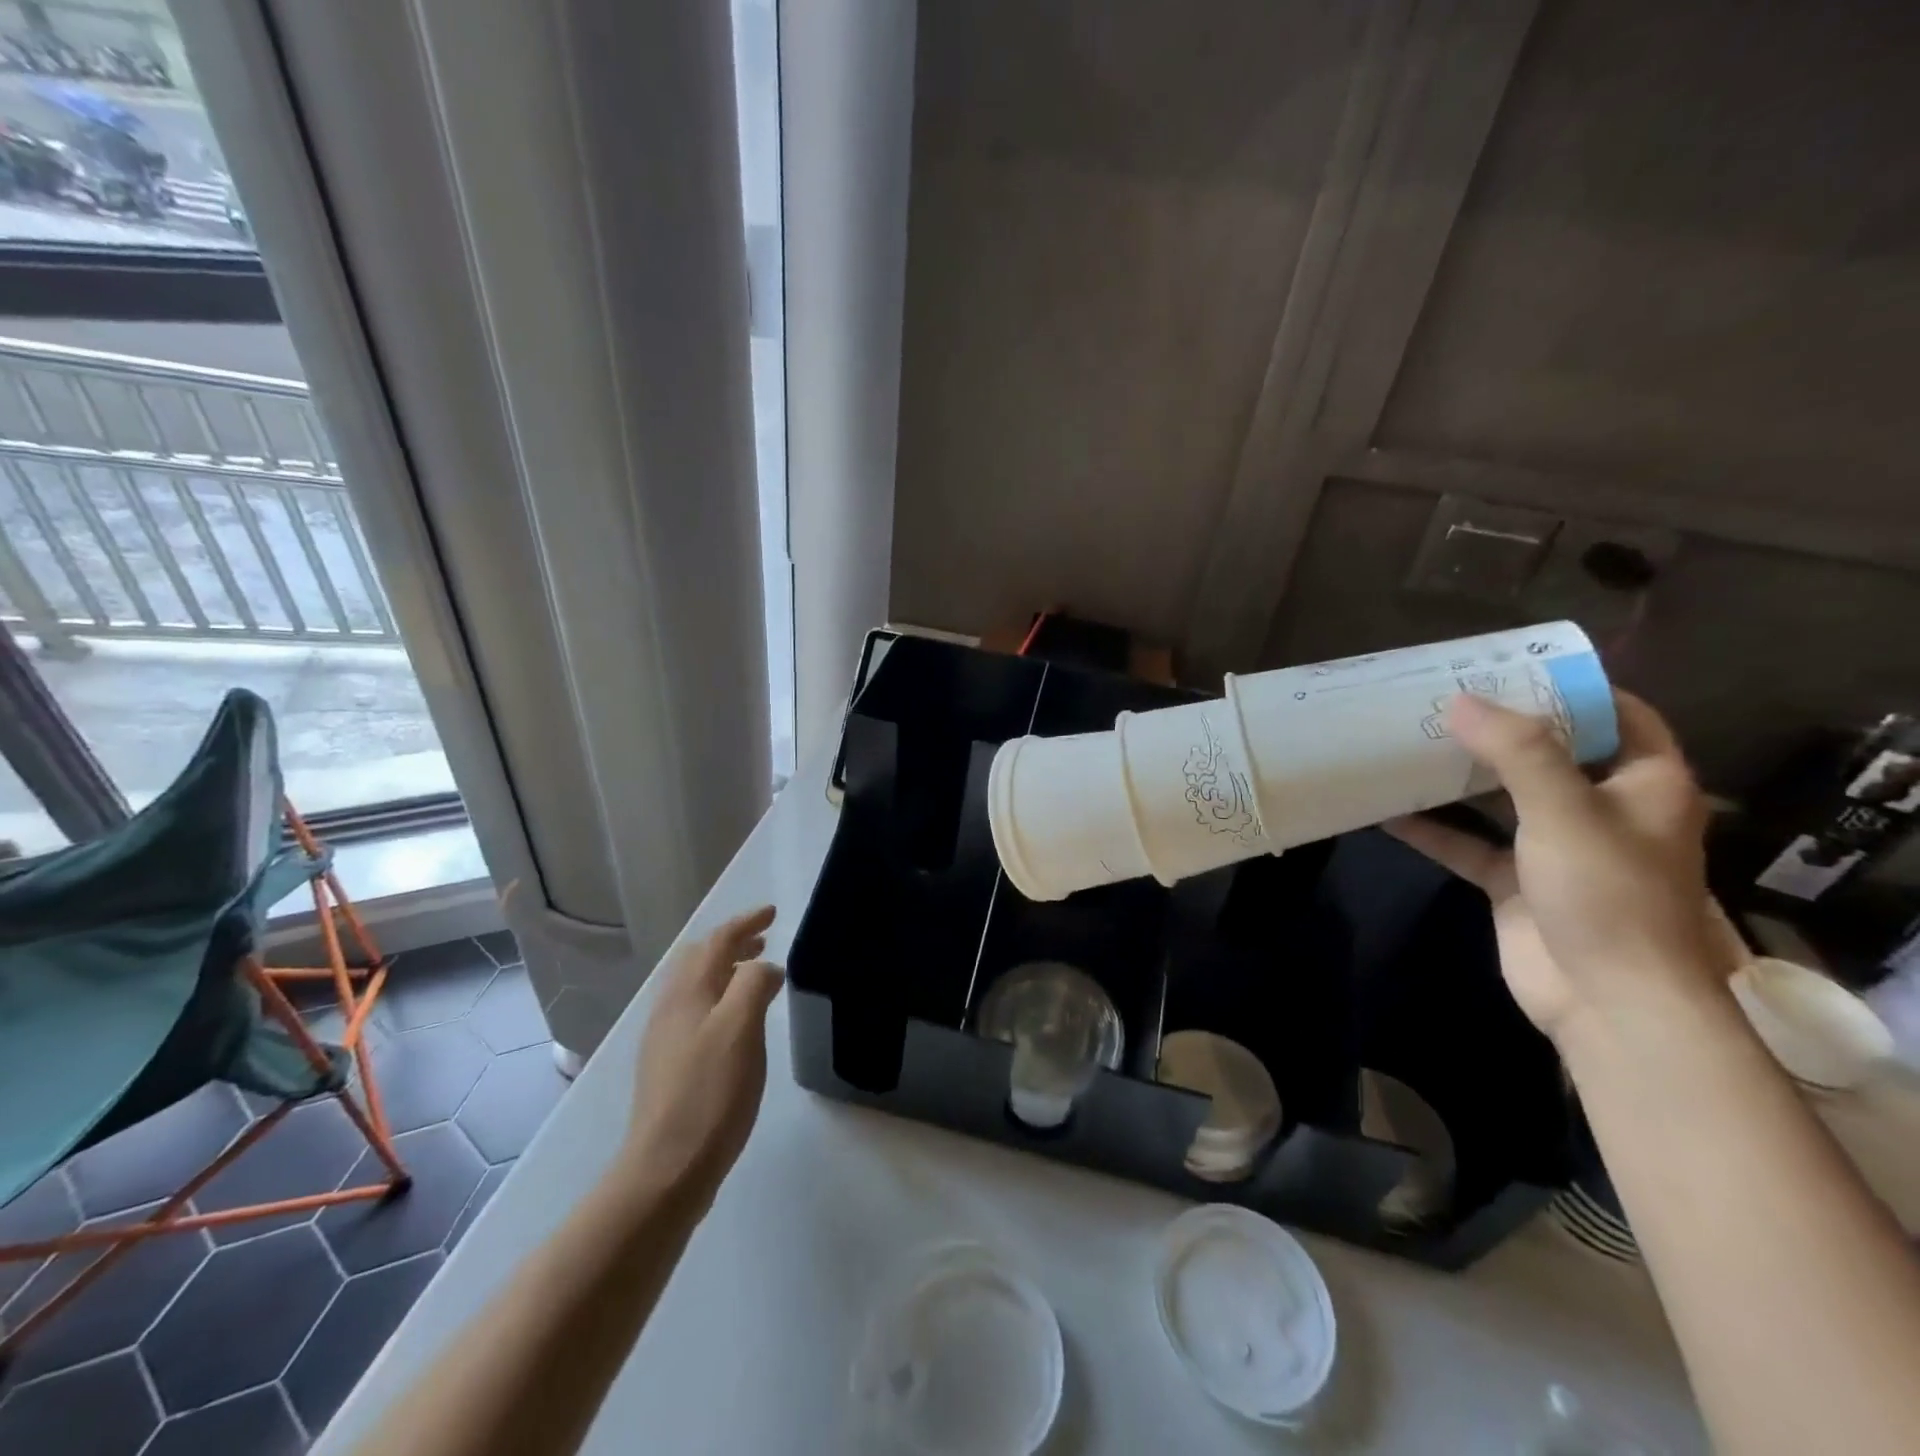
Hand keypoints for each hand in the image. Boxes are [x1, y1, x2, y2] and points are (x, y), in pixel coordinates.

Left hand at [622, 906, 782, 1204]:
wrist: (665, 1169)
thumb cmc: (710, 1092)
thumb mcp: (741, 1029)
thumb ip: (754, 985)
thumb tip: (764, 968)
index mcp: (688, 992)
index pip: (717, 940)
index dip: (746, 922)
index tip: (772, 912)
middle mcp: (671, 1008)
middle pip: (699, 959)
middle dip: (731, 943)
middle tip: (763, 940)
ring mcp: (665, 1038)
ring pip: (695, 986)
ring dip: (725, 970)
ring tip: (753, 975)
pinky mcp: (667, 1066)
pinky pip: (694, 1011)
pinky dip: (718, 998)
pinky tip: (735, 1023)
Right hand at [1386, 691, 1737, 1044]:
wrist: (1607, 1002)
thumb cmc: (1608, 895)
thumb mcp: (1566, 811)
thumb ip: (1516, 752)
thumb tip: (1459, 701)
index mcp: (1643, 783)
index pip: (1618, 714)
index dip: (1571, 687)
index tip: (1509, 666)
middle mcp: (1602, 809)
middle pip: (1550, 752)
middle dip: (1499, 727)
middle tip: (1442, 696)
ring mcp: (1555, 847)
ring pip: (1502, 797)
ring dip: (1459, 775)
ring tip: (1409, 740)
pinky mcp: (1515, 881)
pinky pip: (1467, 842)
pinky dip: (1431, 828)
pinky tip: (1386, 809)